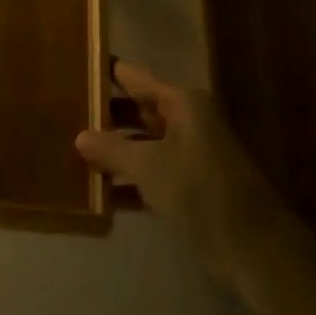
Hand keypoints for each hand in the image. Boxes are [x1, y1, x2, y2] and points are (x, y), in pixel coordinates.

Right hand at [76, 60, 281, 276]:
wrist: (251, 245)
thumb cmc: (199, 188)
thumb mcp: (149, 165)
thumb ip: (112, 149)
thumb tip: (80, 136)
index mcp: (182, 104)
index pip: (135, 78)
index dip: (106, 73)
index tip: (74, 69)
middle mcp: (186, 122)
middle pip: (137, 110)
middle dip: (104, 116)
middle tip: (64, 114)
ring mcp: (188, 154)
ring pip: (142, 144)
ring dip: (113, 151)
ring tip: (71, 152)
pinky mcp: (188, 185)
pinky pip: (150, 173)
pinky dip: (127, 181)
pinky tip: (97, 193)